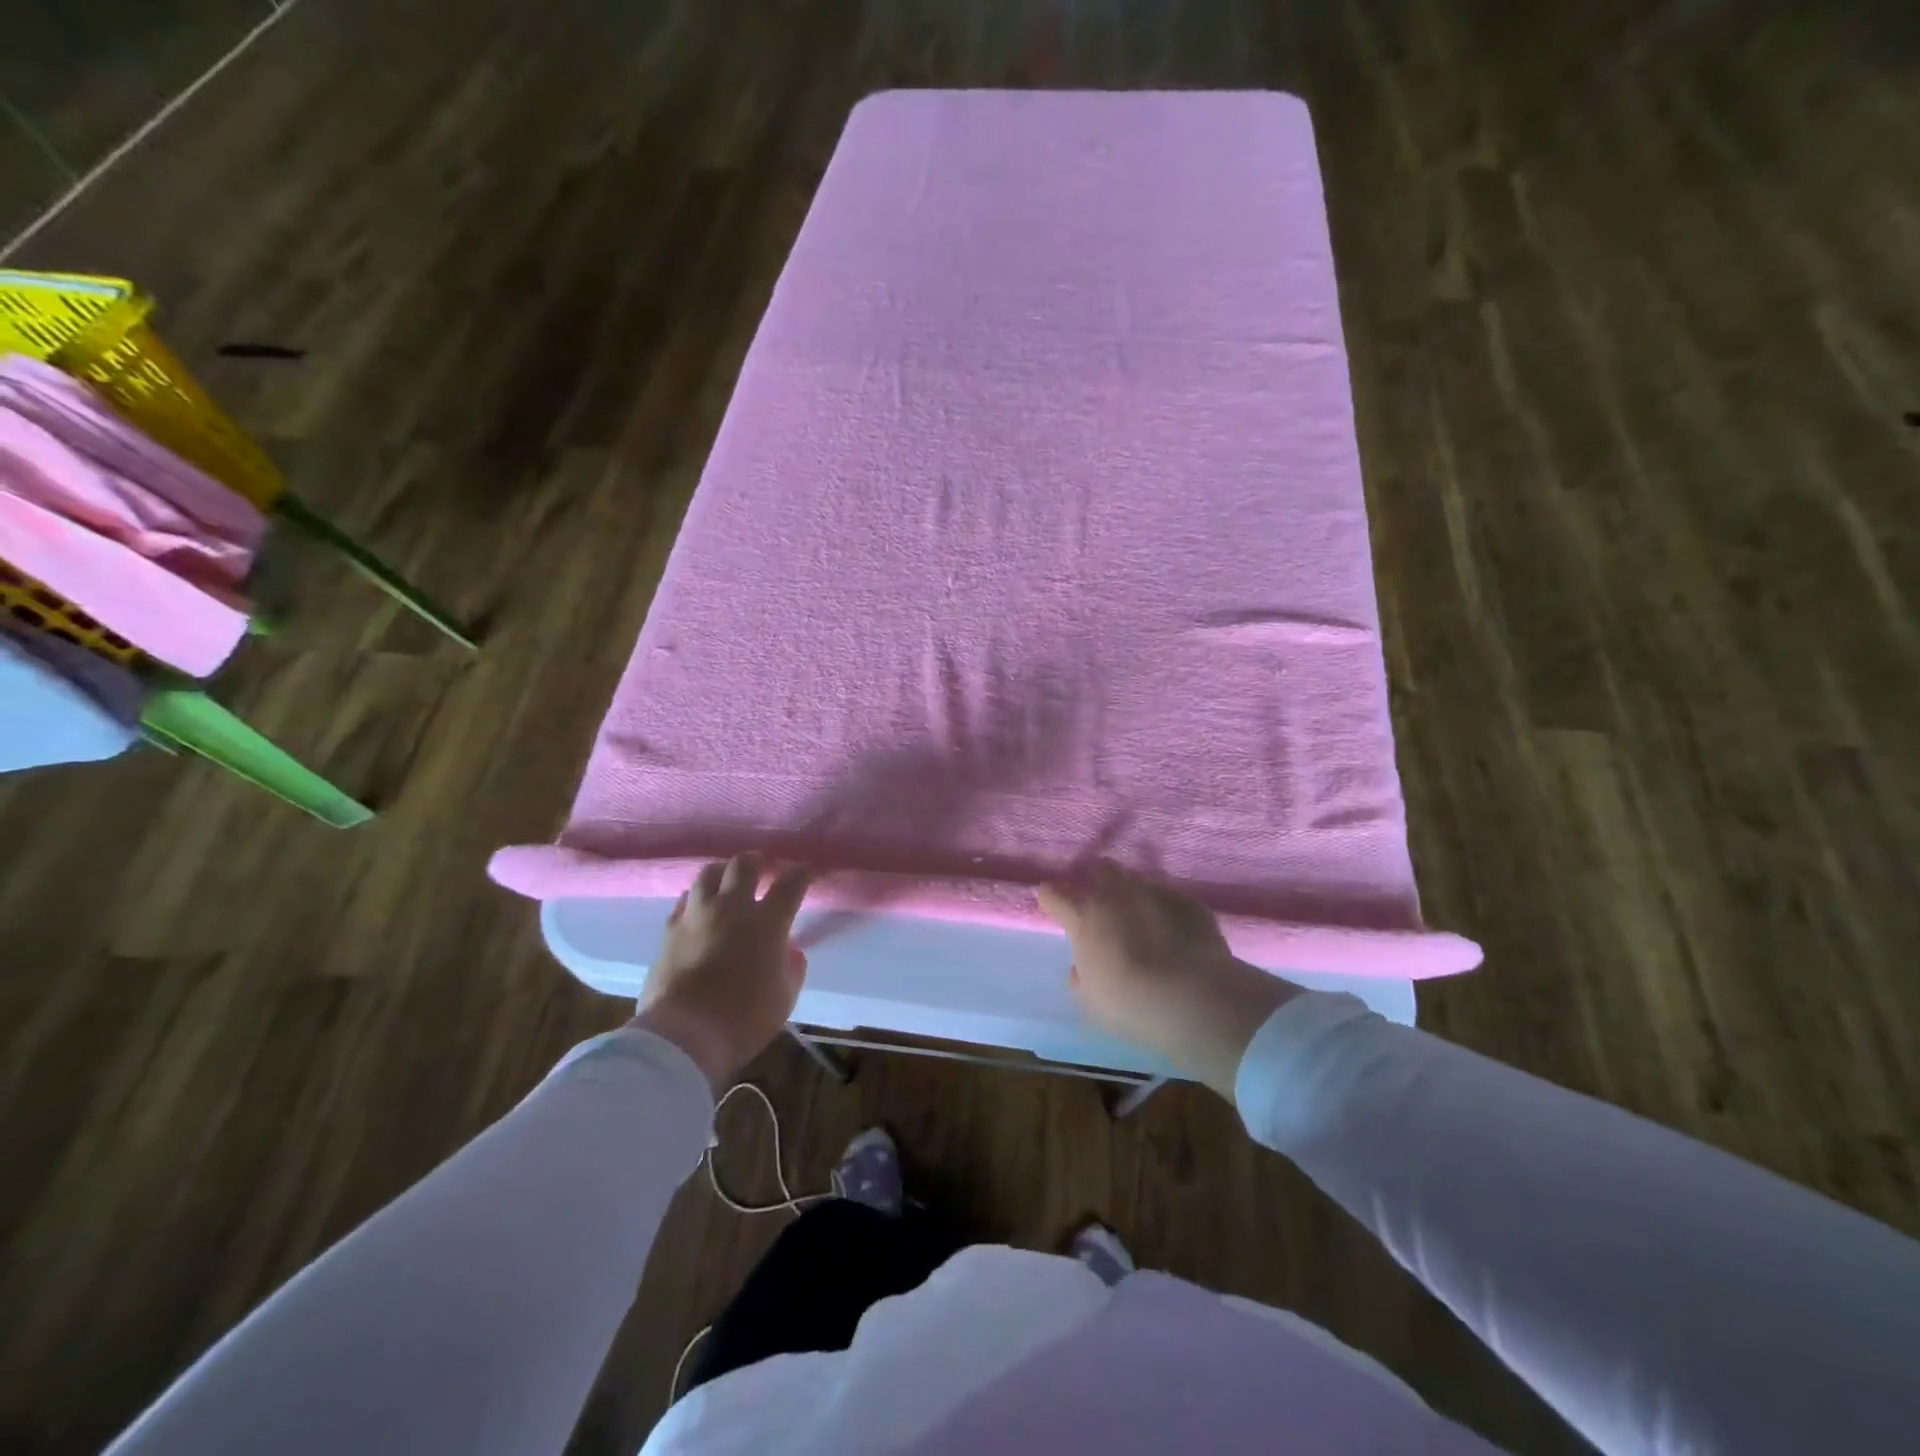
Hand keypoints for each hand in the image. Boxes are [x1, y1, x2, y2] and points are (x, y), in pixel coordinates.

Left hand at [631, 855, 811, 1090]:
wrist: (683, 1035)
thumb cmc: (744, 1019)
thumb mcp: (784, 998)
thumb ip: (791, 969)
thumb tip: (791, 952)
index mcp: (766, 923)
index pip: (790, 884)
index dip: (801, 873)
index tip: (806, 870)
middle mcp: (732, 908)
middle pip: (744, 865)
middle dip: (758, 861)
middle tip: (765, 867)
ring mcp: (697, 916)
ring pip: (709, 874)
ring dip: (724, 872)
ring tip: (729, 879)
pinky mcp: (669, 931)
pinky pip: (684, 901)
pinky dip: (696, 898)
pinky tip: (699, 906)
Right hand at [1038, 859, 1298, 1097]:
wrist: (1194, 999)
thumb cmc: (1130, 1005)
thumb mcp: (1091, 1001)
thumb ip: (1081, 976)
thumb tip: (1082, 965)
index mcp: (1085, 920)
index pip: (1055, 896)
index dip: (1050, 895)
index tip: (1048, 895)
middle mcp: (1116, 896)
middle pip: (1101, 869)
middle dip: (1097, 875)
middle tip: (1100, 893)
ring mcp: (1155, 893)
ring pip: (1137, 879)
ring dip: (1133, 891)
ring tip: (1140, 912)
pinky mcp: (1188, 902)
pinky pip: (1170, 897)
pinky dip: (1165, 909)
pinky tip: (1174, 928)